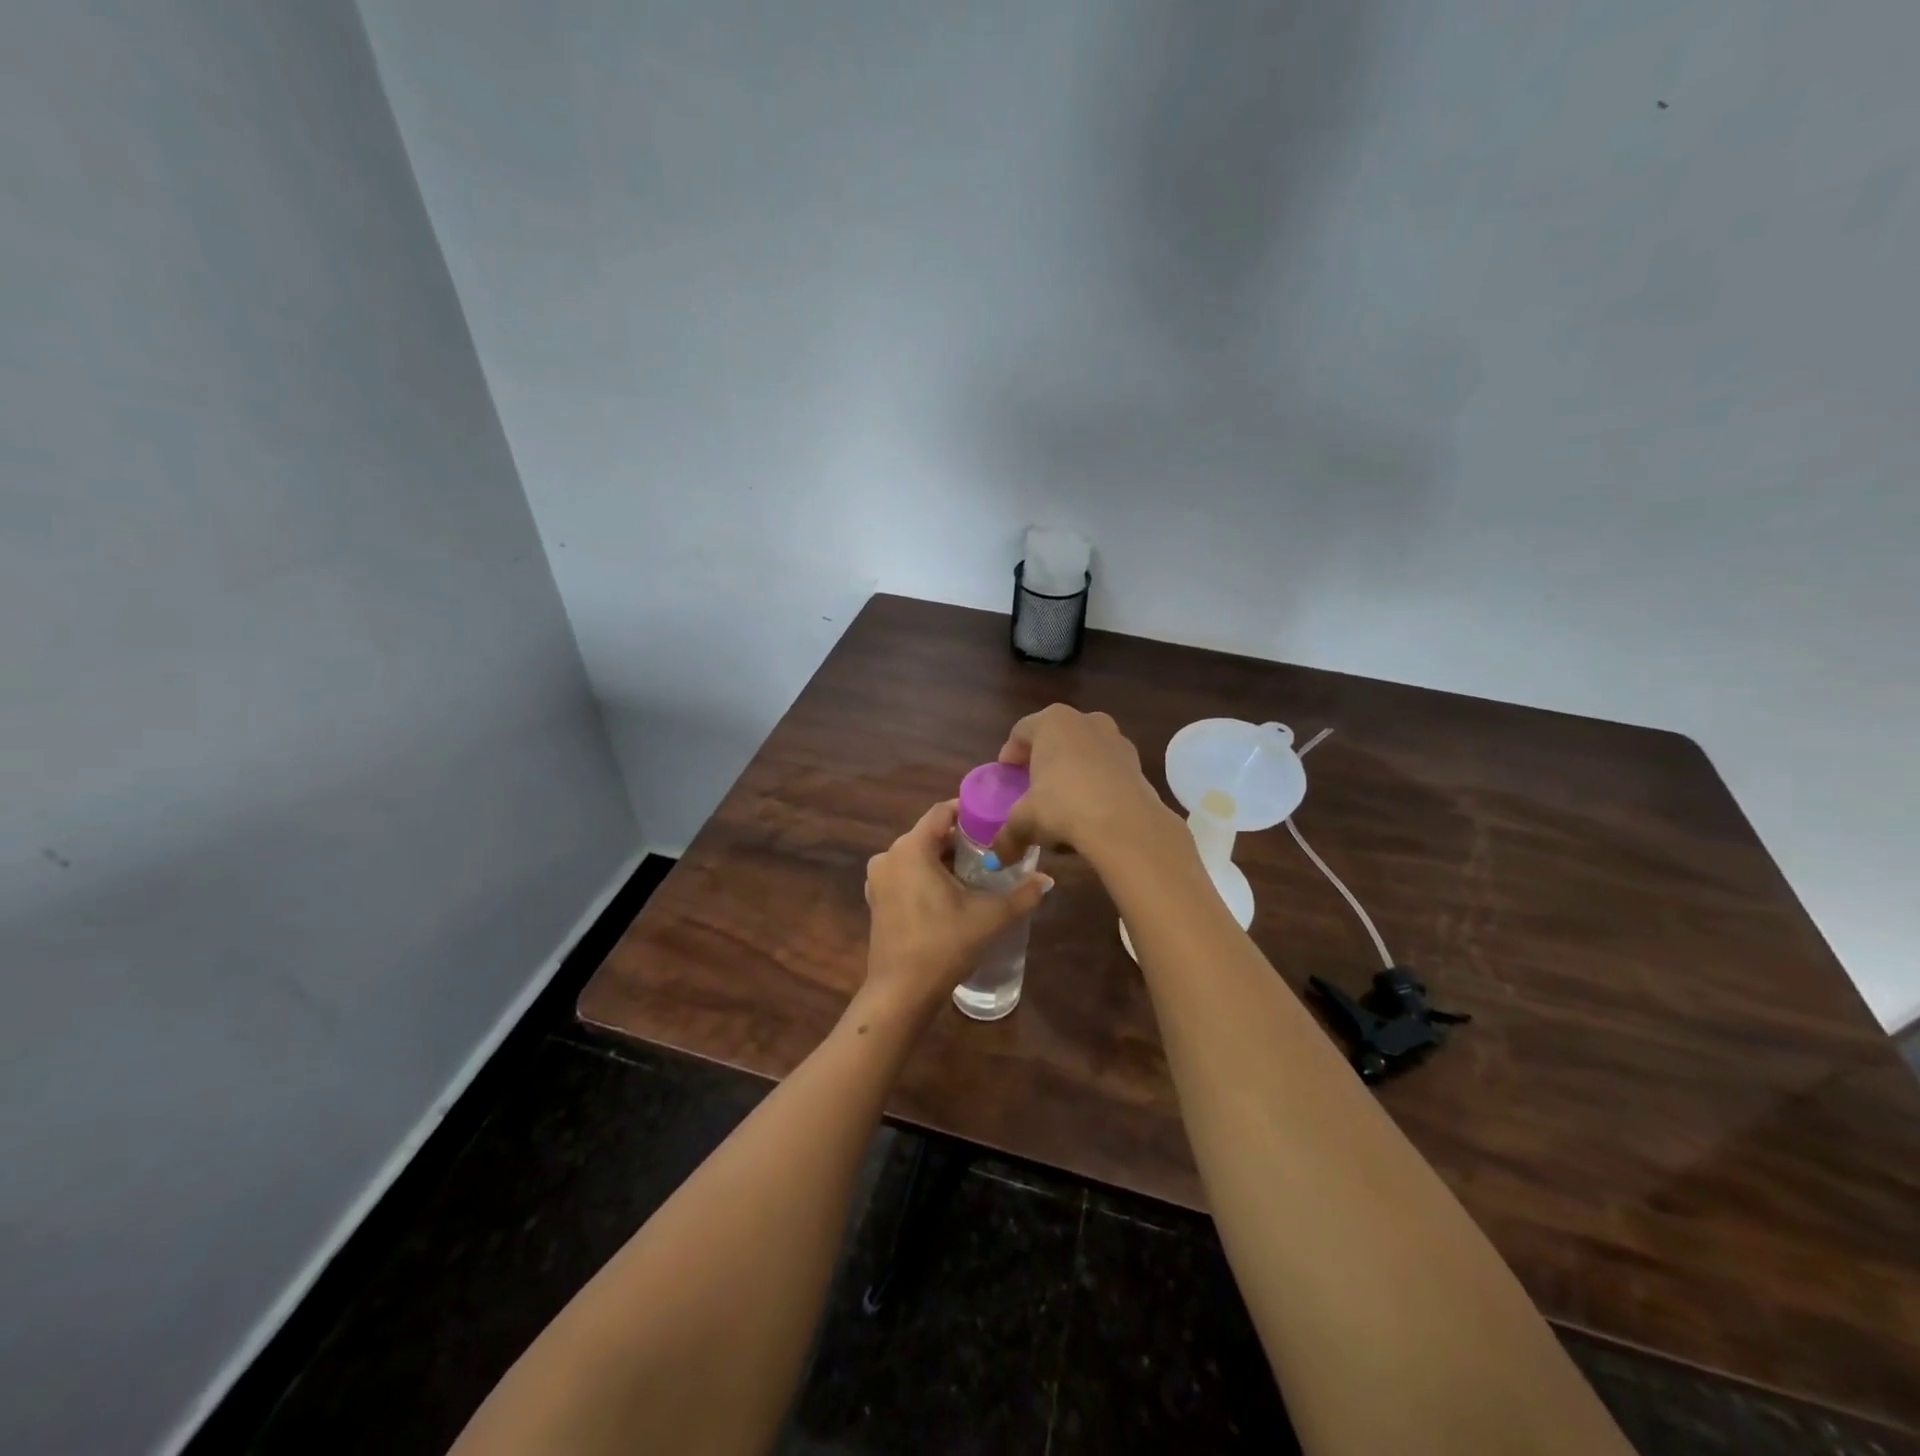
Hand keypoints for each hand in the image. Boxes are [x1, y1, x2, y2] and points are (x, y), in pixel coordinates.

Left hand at [862, 800, 1049, 1017]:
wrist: (902, 992)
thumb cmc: (944, 945)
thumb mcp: (990, 917)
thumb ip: (1022, 894)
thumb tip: (1047, 879)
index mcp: (911, 848)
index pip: (941, 812)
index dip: (968, 811)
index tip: (994, 819)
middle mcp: (889, 856)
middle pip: (930, 834)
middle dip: (960, 840)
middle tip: (993, 850)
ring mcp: (879, 879)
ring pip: (918, 856)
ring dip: (945, 860)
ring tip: (978, 873)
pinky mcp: (877, 900)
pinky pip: (906, 874)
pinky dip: (927, 876)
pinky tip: (952, 894)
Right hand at [988, 705, 1176, 865]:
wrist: (1125, 823)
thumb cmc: (1063, 806)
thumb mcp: (1025, 820)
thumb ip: (1008, 834)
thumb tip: (1000, 857)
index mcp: (1053, 721)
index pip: (1022, 731)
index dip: (1010, 753)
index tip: (1006, 775)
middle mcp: (1086, 721)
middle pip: (1056, 737)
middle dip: (1044, 759)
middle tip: (1033, 785)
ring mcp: (1116, 739)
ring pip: (1085, 751)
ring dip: (1073, 770)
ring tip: (1064, 801)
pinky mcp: (1137, 763)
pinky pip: (1107, 768)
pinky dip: (1096, 783)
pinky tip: (1090, 810)